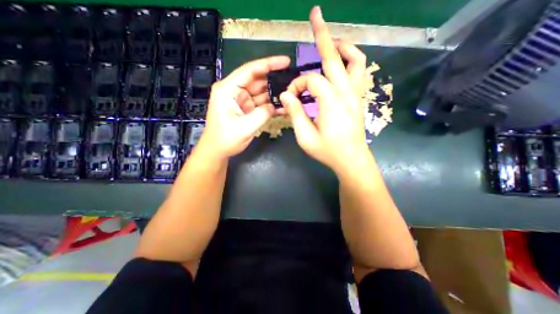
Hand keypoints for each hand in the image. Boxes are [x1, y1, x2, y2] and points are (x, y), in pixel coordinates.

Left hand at [196, 55, 290, 160]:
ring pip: (261, 92)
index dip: (268, 64)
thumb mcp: (245, 127)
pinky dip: (270, 105)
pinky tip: (282, 107)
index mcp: (228, 89)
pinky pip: (261, 103)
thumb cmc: (226, 139)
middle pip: (257, 81)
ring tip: (291, 95)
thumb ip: (263, 114)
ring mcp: (241, 100)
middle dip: (274, 81)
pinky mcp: (246, 108)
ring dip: (274, 94)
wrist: (218, 151)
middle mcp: (234, 91)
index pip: (250, 71)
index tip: (286, 61)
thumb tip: (276, 105)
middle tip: (292, 81)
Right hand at [280, 6, 370, 175]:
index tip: (290, 98)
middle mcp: (346, 92)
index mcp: (331, 101)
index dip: (297, 85)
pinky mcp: (358, 99)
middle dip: (323, 35)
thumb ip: (295, 114)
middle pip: (335, 57)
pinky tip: (341, 63)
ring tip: (331, 42)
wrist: (351, 159)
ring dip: (342, 47)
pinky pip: (358, 73)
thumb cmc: (328, 151)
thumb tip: (286, 95)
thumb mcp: (305, 137)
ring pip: (355, 61)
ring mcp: (355, 94)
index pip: (310, 80)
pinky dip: (351, 61)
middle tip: (316, 13)